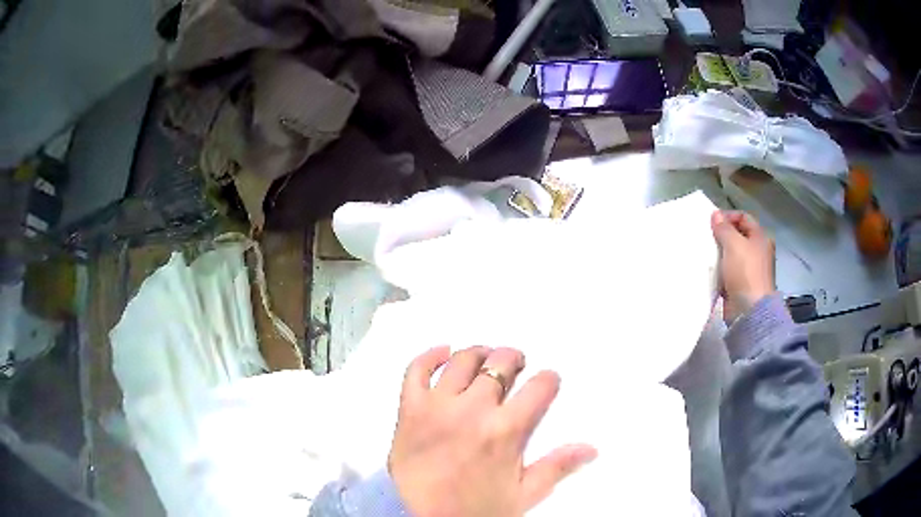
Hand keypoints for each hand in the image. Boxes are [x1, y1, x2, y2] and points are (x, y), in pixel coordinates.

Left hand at [388, 346, 596, 516]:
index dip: (548, 380)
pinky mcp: (409, 408)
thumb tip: (590, 448)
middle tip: (516, 365)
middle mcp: (472, 411)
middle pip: (500, 364)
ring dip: (479, 353)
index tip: (548, 381)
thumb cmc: (476, 511)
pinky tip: (444, 352)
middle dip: (514, 359)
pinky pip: (416, 370)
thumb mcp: (524, 495)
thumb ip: (557, 467)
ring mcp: (437, 406)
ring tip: (486, 359)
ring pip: (462, 361)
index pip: (539, 388)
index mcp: (505, 431)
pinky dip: (430, 355)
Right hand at [711, 210, 775, 323]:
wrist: (749, 311)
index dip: (728, 217)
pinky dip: (719, 270)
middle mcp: (758, 251)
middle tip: (706, 238)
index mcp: (760, 238)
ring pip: (731, 255)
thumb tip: (716, 215)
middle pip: (737, 236)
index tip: (711, 223)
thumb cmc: (745, 272)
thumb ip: (723, 228)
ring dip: (719, 254)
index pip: (743, 217)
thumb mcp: (733, 244)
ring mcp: (750, 269)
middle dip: (722, 236)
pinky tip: (708, 271)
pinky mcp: (741, 285)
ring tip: (705, 254)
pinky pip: (728, 272)